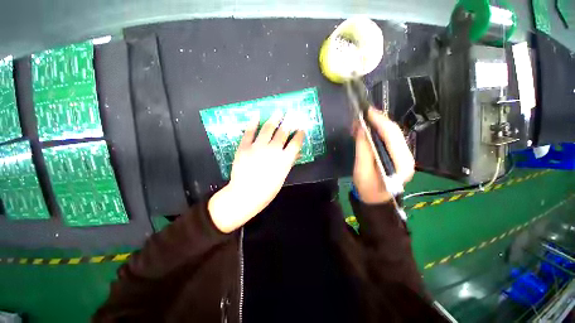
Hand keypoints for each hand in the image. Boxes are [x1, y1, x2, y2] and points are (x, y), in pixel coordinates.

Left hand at [208, 111, 304, 232]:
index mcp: (284, 160)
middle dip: (289, 121)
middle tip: (292, 113)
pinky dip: (253, 123)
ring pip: (268, 128)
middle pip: (283, 132)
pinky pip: (249, 132)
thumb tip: (295, 153)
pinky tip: (257, 115)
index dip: (300, 134)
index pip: (295, 143)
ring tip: (278, 111)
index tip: (302, 128)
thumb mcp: (282, 177)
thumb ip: (288, 163)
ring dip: (274, 118)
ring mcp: (257, 147)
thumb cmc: (266, 191)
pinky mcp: (244, 147)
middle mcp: (273, 150)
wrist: (244, 195)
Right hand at [353, 107, 414, 203]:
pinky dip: (378, 132)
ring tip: (363, 121)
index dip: (379, 121)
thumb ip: (363, 148)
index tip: (367, 111)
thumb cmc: (367, 188)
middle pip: (394, 132)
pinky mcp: (397, 155)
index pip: (392, 135)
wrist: (375, 199)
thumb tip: (361, 128)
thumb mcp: (362, 169)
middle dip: (379, 120)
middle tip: (363, 114)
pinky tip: (368, 130)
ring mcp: (403, 155)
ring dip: (377, 125)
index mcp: (401, 163)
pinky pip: (388, 139)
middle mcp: (407, 156)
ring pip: (392, 134)